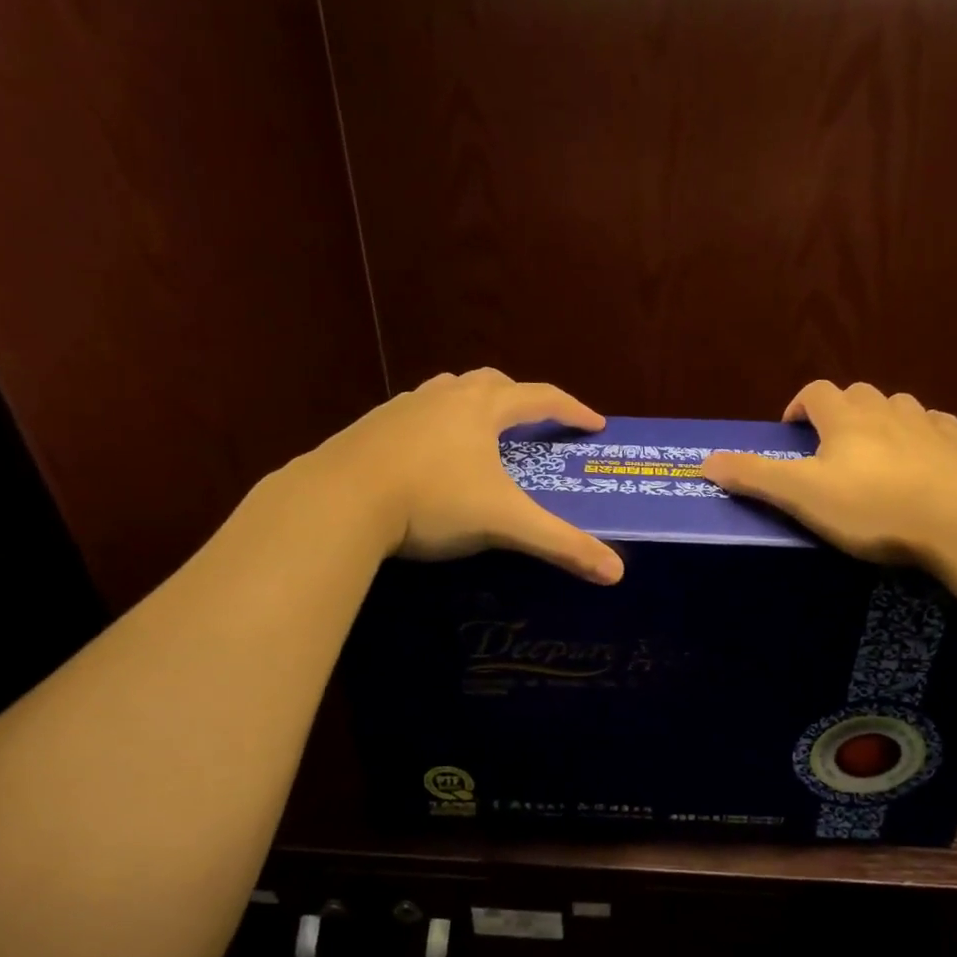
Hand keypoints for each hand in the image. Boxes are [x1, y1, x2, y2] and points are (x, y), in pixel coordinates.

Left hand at [305, 368, 624, 583]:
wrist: (339, 501)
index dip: (572, 410)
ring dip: (473, 405)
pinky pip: (414, 415)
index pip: (541, 398)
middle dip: (520, 399)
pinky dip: (435, 426)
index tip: (594, 425)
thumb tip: (617, 573)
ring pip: (447, 392)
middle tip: (534, 423)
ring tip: (482, 434)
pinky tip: (429, 456)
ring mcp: (402, 409)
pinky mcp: (370, 428)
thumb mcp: (505, 524)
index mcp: (482, 409)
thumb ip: (561, 545)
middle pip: (491, 383)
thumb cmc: (433, 502)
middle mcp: (443, 398)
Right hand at [700, 381, 956, 563]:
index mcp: (845, 418)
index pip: (816, 392)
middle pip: (857, 394)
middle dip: (839, 412)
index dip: (800, 405)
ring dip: (880, 421)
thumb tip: (705, 461)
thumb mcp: (802, 495)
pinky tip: (921, 462)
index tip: (791, 430)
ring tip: (873, 455)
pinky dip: (921, 436)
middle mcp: (886, 410)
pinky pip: (936, 428)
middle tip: (829, 448)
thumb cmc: (872, 507)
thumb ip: (754, 476)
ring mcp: (927, 426)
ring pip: (897, 406)